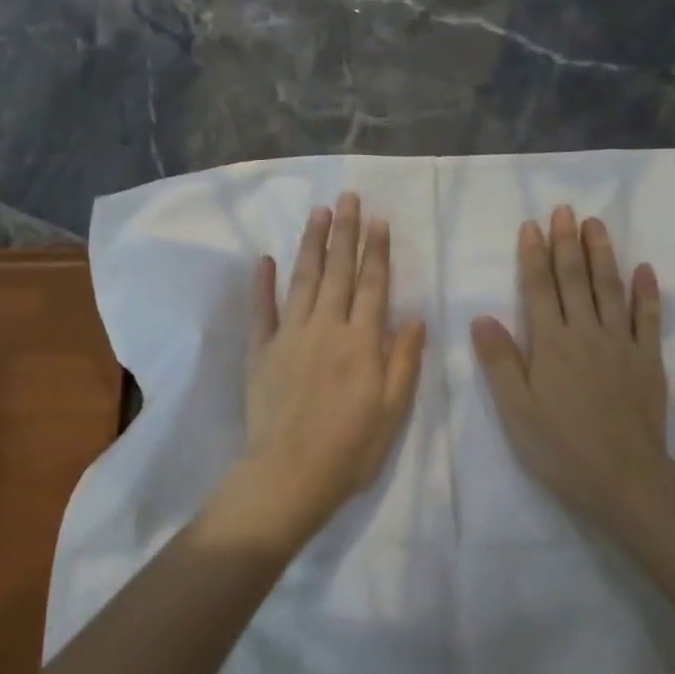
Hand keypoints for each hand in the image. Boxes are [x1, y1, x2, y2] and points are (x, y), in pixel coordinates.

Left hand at [239, 192, 426, 538]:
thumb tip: (414, 317)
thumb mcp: (392, 409)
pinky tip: (265, 258)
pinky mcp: (260, 351)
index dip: (377, 251)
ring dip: (311, 244)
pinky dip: (262, 283)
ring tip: (318, 213)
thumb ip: (404, 360)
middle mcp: (327, 327)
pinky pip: (261, 310)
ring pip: (303, 279)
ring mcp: (290, 336)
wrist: (290, 475)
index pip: (373, 285)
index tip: (377, 220)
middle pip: (339, 272)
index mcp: (362, 341)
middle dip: (344, 233)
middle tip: (347, 198)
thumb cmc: (351, 448)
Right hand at [471, 206, 669, 519]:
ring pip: (610, 288)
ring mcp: (621, 343)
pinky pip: (649, 318)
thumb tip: (482, 317)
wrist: (623, 477)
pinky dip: (647, 292)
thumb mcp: (516, 410)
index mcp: (551, 343)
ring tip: (596, 223)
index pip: (539, 289)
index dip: (533, 255)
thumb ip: (500, 361)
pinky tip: (645, 269)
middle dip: (567, 242)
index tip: (531, 225)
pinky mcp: (648, 359)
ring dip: (602, 253)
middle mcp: (586, 333)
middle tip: (564, 210)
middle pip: (575, 279)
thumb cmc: (560, 447)